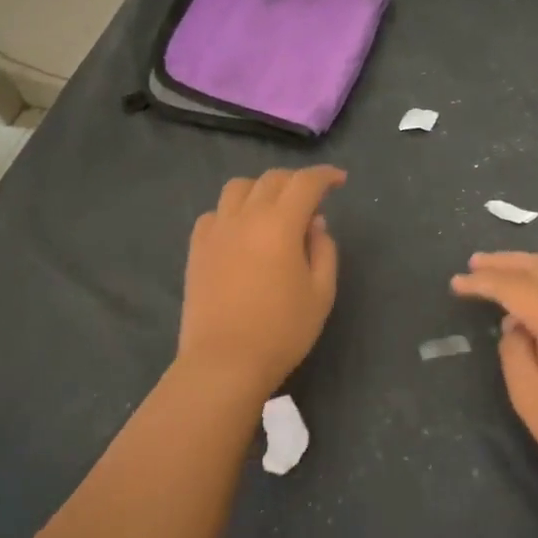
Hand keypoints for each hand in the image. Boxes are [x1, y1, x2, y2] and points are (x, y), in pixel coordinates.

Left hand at [176, 166, 345, 402]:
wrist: (224, 362)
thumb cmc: (281, 331)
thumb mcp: (321, 293)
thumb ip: (324, 250)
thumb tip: (314, 223)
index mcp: (280, 224)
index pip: (305, 183)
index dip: (325, 176)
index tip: (339, 181)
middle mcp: (246, 216)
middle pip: (272, 179)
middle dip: (296, 181)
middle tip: (311, 200)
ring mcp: (217, 230)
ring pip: (238, 187)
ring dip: (261, 189)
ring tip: (273, 210)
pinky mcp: (197, 247)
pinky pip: (215, 213)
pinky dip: (233, 212)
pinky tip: (241, 232)